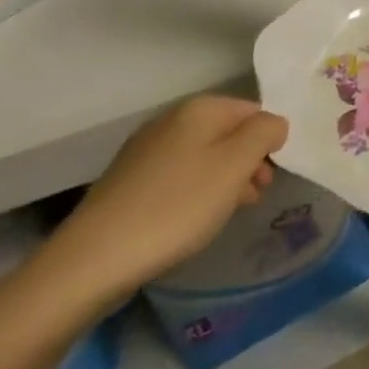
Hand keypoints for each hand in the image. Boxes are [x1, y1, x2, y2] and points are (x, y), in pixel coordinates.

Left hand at [35, 95, 288, 314]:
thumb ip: (265, 133)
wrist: (94, 259)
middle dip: (248, 162)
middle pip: (228, 132)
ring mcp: (147, 149)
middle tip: (255, 197)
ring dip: (224, 179)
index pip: (254, 110)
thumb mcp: (236, 166)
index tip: (271, 177)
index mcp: (201, 108)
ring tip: (227, 213)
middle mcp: (172, 119)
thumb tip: (274, 124)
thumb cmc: (177, 207)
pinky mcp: (130, 180)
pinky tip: (193, 220)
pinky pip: (179, 175)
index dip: (269, 141)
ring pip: (204, 155)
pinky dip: (195, 192)